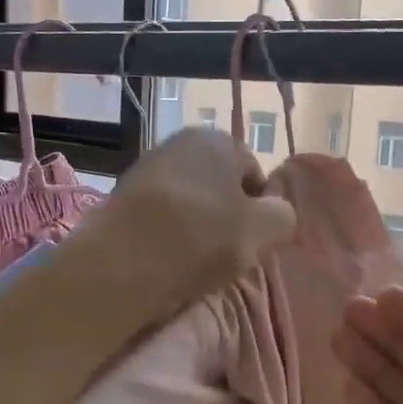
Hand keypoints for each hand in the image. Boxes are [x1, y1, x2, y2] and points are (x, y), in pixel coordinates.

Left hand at [87, 128, 295, 320]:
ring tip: (195, 263)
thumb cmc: (200, 238)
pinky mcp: (119, 200)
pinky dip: (166, 237)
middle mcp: (178, 143)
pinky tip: (166, 262)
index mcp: (216, 139)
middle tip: (227, 255)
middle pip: (218, 187)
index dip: (260, 209)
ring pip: (188, 203)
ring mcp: (144, 169)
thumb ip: (283, 216)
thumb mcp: (264, 230)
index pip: (254, 173)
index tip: (254, 241)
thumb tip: (275, 213)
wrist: (119, 263)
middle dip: (226, 217)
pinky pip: (158, 219)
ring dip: (195, 229)